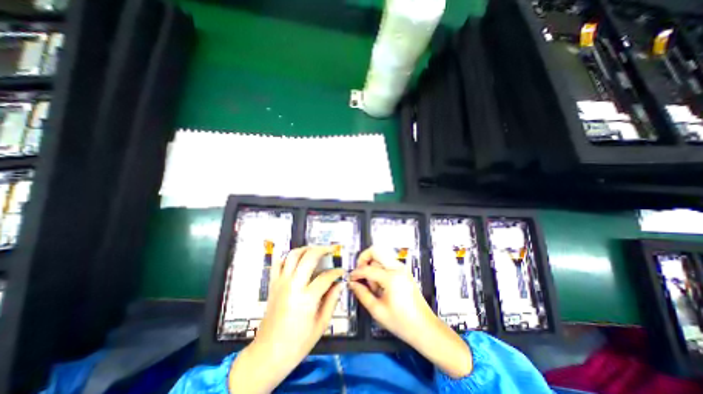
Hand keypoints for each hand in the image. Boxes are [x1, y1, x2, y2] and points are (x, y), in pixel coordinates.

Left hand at [229, 245, 342, 392]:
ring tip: (315, 250)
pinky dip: (287, 257)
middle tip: (331, 250)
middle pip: (309, 257)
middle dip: (323, 250)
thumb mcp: (321, 325)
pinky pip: (278, 263)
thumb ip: (332, 301)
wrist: (268, 353)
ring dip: (306, 249)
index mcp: (307, 298)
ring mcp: (281, 282)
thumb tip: (340, 284)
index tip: (342, 271)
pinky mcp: (273, 284)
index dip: (337, 272)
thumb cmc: (298, 343)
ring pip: (293, 255)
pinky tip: (296, 259)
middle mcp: (293, 285)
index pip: (326, 276)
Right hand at [350, 246, 471, 378]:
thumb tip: (352, 283)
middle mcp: (397, 268)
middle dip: (364, 259)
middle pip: (376, 250)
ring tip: (373, 285)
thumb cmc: (402, 322)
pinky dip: (380, 268)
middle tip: (360, 273)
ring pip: (381, 256)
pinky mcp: (404, 271)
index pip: (368, 268)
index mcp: (391, 278)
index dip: (356, 273)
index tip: (350, 279)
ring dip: (373, 265)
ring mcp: (402, 268)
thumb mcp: (377, 311)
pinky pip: (387, 262)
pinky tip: (380, 285)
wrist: (425, 328)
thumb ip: (362, 294)